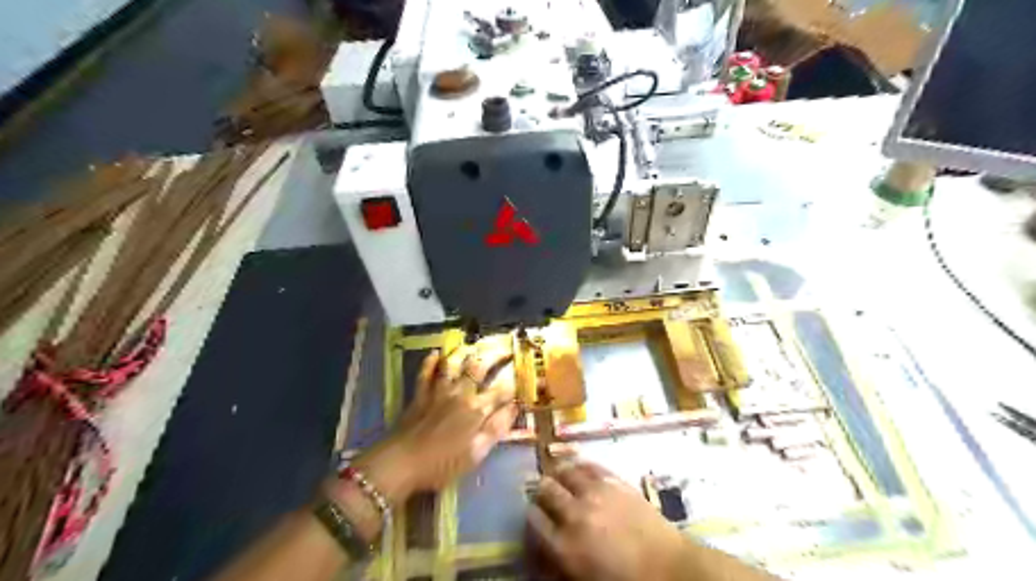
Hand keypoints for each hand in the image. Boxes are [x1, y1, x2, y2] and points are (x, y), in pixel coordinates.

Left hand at [342, 344, 517, 507]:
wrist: (401, 463)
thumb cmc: (442, 465)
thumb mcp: (476, 454)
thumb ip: (496, 429)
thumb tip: (514, 408)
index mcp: (477, 409)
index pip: (501, 390)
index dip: (514, 382)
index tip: (522, 375)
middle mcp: (460, 394)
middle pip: (479, 368)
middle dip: (494, 356)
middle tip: (504, 348)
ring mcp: (438, 391)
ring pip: (453, 364)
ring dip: (464, 352)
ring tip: (473, 345)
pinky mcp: (419, 395)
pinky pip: (425, 373)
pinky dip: (430, 362)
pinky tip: (435, 353)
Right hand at [527, 462, 686, 579]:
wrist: (668, 569)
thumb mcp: (583, 579)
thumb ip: (558, 561)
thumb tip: (544, 547)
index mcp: (564, 546)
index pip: (533, 519)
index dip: (530, 514)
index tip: (533, 513)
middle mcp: (574, 513)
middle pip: (545, 490)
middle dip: (541, 491)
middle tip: (543, 493)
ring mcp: (596, 493)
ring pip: (565, 471)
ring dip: (558, 473)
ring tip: (558, 475)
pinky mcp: (615, 482)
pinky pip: (590, 465)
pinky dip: (580, 464)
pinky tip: (578, 467)